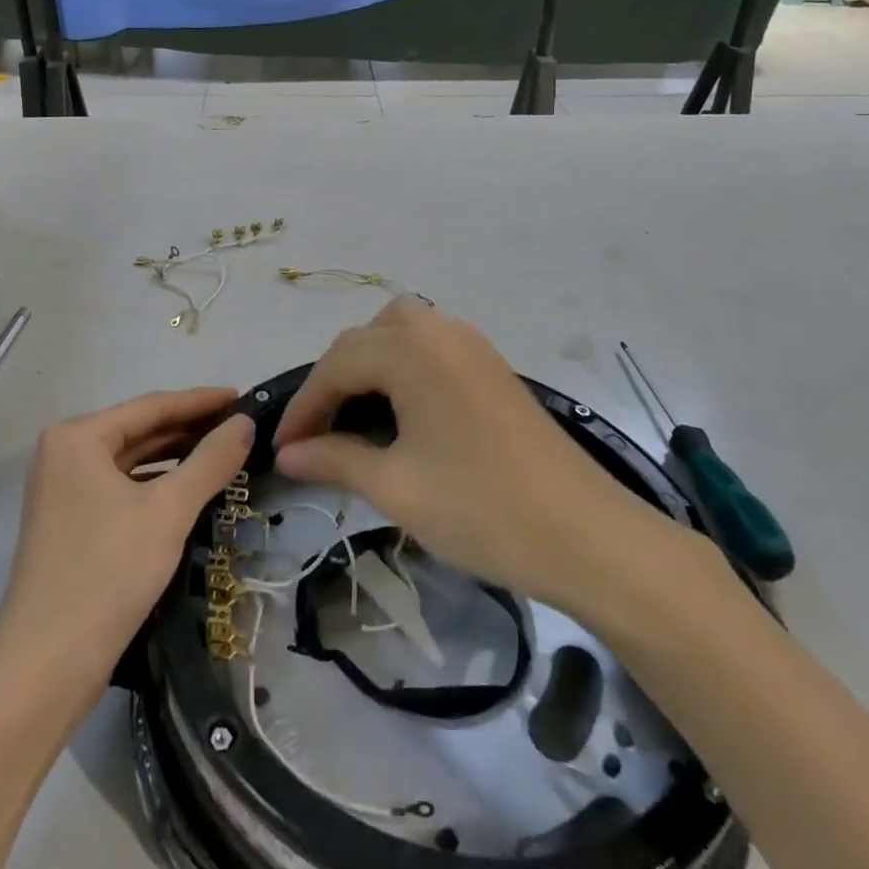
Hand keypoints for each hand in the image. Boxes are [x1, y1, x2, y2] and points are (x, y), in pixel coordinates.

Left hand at [0, 389, 253, 699]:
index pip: (151, 406)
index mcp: (78, 437)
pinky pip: (122, 489)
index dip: (201, 401)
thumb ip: (210, 461)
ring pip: (132, 462)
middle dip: (190, 429)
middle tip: (241, 428)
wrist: (44, 670)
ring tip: (225, 455)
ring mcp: (63, 490)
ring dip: (176, 458)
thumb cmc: (106, 574)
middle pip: (140, 431)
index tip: (243, 397)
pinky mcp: (70, 524)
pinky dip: (156, 486)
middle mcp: (64, 453)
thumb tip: (245, 423)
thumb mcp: (168, 512)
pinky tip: (189, 492)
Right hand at [273, 299, 695, 631]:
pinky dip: (401, 369)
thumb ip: (333, 459)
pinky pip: (429, 348)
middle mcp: (439, 331)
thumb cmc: (482, 509)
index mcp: (411, 350)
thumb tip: (285, 453)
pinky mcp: (492, 367)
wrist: (588, 536)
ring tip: (355, 416)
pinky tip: (401, 413)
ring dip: (368, 367)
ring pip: (398, 334)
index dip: (304, 406)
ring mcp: (471, 346)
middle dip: (333, 381)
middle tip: (317, 433)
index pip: (336, 365)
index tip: (280, 447)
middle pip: (365, 339)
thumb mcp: (396, 487)